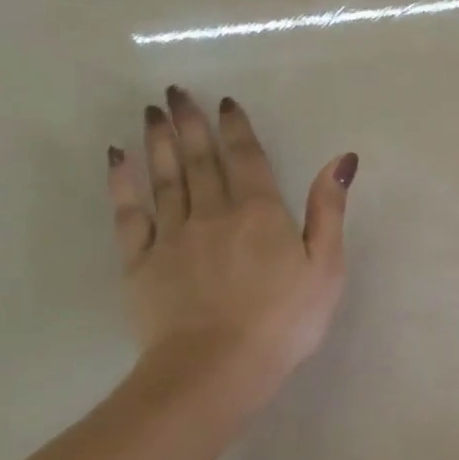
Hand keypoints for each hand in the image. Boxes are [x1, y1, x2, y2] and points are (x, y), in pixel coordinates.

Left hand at [107, 87, 356, 408]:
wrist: (217, 367)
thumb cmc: (284, 320)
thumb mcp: (325, 266)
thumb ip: (328, 210)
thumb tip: (340, 159)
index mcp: (259, 213)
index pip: (246, 158)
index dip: (236, 128)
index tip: (224, 102)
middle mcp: (213, 212)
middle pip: (200, 160)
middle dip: (190, 123)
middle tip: (175, 92)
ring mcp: (172, 236)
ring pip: (164, 177)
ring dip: (158, 142)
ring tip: (150, 112)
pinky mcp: (141, 262)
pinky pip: (129, 212)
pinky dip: (123, 182)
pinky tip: (117, 159)